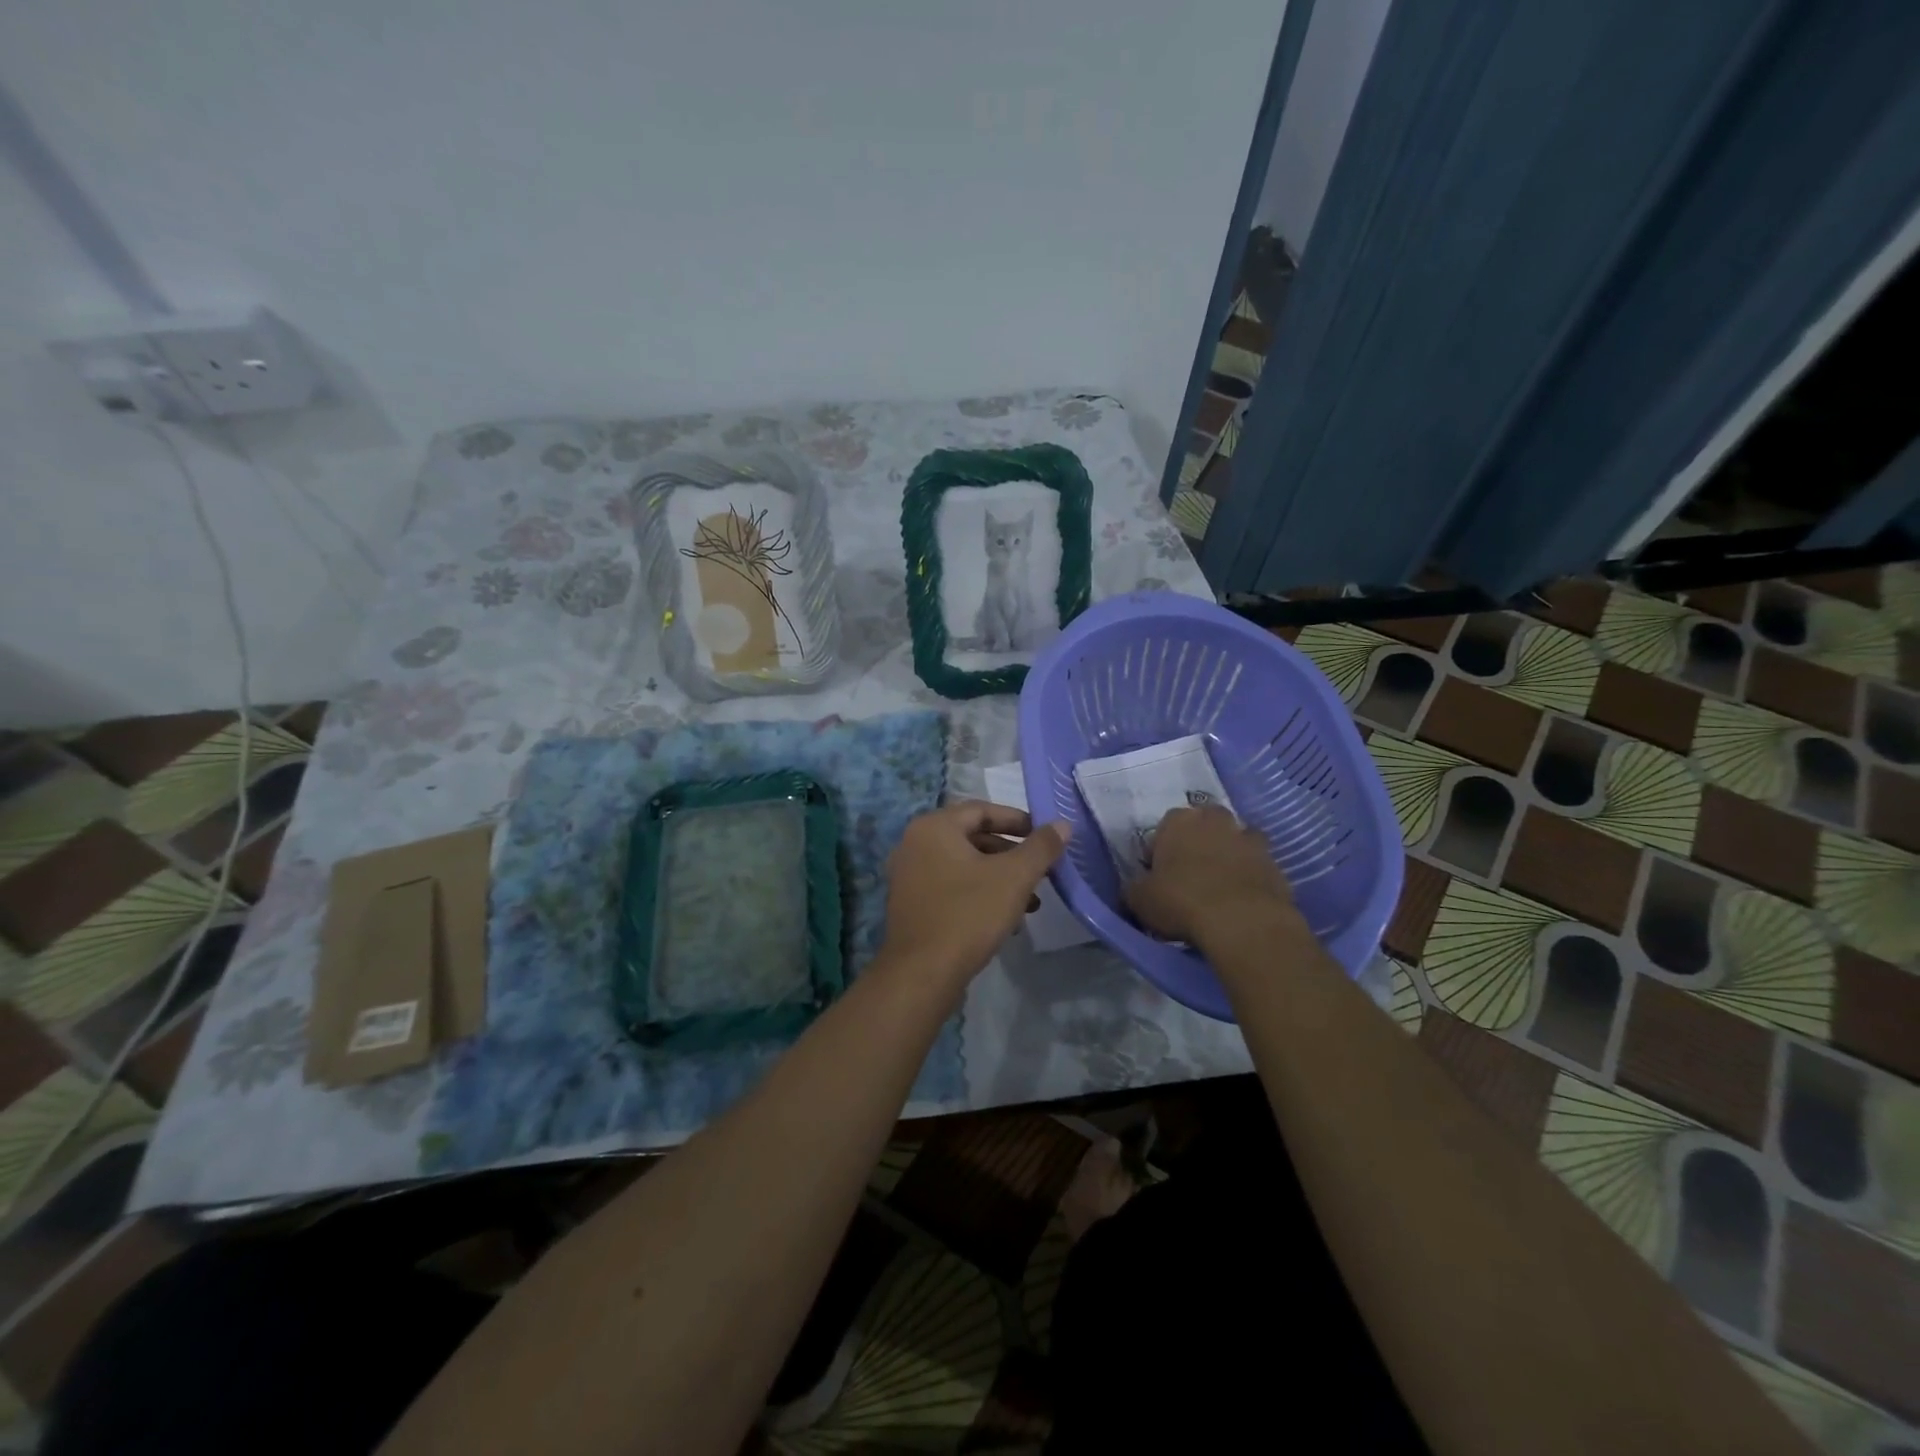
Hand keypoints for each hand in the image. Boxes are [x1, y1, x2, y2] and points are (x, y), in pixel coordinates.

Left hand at [880, 801, 1069, 988]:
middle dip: (1011, 854)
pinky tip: (1006, 920)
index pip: (982, 810)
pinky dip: (978, 894)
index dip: (1017, 820)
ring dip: (999, 878)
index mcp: (934, 827)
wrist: (922, 974)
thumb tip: (1062, 824)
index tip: (1045, 836)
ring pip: (963, 865)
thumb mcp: (1014, 877)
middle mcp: (914, 844)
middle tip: (1040, 870)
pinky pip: (950, 887)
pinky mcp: (910, 904)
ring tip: (1031, 902)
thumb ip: (1041, 847)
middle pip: (972, 837)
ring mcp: (908, 875)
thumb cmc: (969, 914)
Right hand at [1124, 805, 1299, 947]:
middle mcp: (1216, 820)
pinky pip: (1257, 866)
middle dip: (1198, 843)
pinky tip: (1241, 901)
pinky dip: (1250, 877)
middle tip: (1190, 875)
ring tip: (1219, 887)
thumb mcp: (1140, 899)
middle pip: (1204, 826)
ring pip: (1234, 842)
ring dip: (1228, 856)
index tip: (1158, 876)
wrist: (1244, 922)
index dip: (1159, 852)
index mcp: (1179, 821)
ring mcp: (1250, 840)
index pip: (1164, 828)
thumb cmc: (1182, 902)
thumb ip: (1134, 888)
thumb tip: (1136, 888)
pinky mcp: (1276, 864)